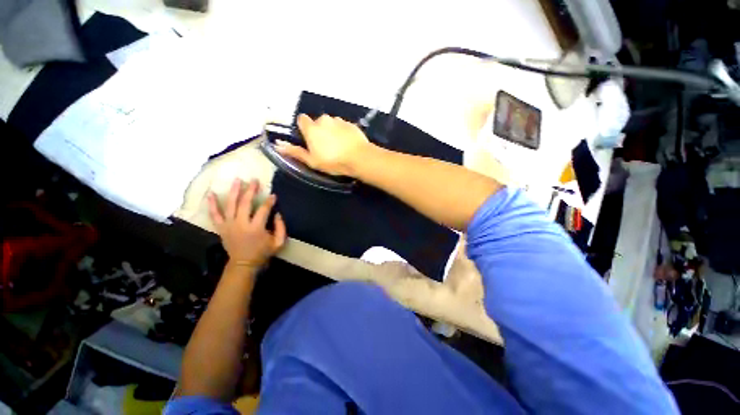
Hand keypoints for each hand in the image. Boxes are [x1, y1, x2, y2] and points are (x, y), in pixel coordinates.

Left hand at [208, 178, 285, 268]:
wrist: (243, 264)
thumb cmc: (263, 252)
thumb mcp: (278, 243)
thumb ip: (281, 227)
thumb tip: (277, 213)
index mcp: (256, 228)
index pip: (263, 210)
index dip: (269, 201)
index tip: (273, 195)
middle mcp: (241, 224)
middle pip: (245, 203)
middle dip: (251, 190)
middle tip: (255, 180)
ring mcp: (229, 225)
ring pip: (230, 205)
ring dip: (234, 191)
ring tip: (237, 180)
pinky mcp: (221, 228)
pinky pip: (214, 215)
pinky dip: (212, 204)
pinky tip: (211, 194)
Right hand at [275, 114, 371, 176]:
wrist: (359, 158)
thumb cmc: (333, 161)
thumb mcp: (312, 161)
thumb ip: (295, 152)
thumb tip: (277, 145)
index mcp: (312, 128)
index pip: (302, 119)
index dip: (304, 129)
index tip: (309, 139)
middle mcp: (324, 120)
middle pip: (318, 122)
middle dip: (319, 131)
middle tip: (326, 147)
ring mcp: (339, 120)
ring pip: (331, 124)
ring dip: (332, 131)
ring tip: (339, 146)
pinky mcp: (351, 124)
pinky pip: (343, 126)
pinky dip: (343, 132)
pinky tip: (348, 144)